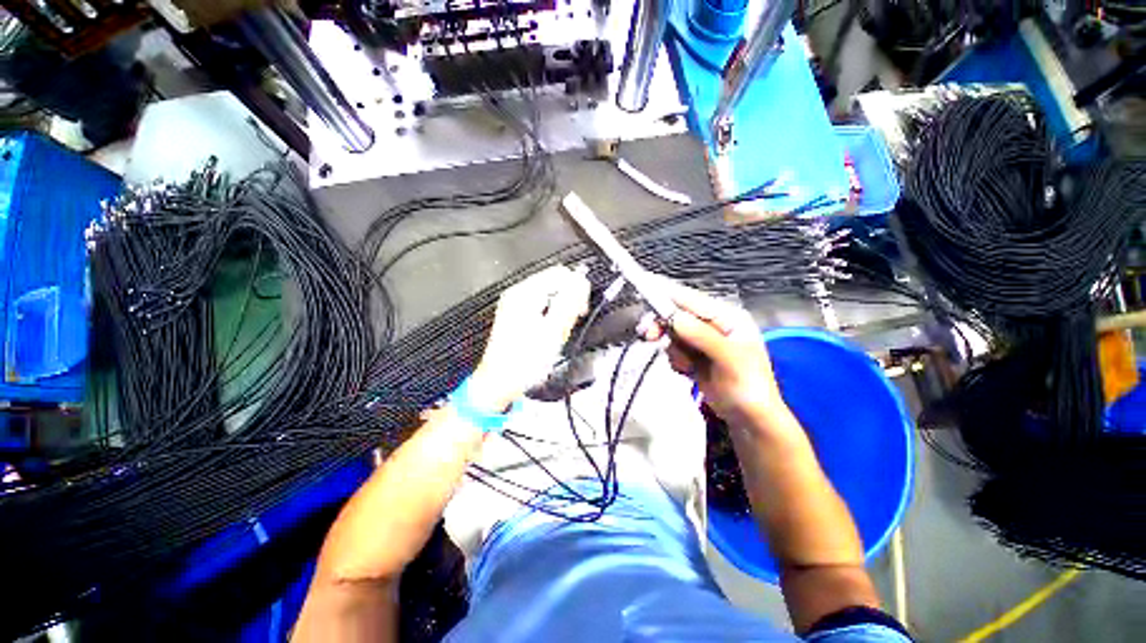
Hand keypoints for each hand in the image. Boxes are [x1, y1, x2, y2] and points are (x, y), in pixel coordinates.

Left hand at [469, 265, 589, 411]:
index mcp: (525, 293)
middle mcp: (518, 293)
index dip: (577, 289)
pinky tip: (550, 331)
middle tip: (571, 322)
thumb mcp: (554, 331)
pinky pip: (542, 305)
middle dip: (569, 299)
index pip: (560, 273)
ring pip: (550, 294)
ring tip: (559, 331)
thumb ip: (569, 302)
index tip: (581, 310)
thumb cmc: (524, 362)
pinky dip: (552, 314)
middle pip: (555, 282)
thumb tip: (581, 280)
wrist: (500, 382)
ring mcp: (515, 303)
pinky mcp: (517, 314)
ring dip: (562, 309)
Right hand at [642, 281, 786, 431]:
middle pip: (678, 315)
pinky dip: (676, 360)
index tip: (644, 293)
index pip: (692, 300)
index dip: (668, 296)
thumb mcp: (730, 360)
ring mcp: (703, 340)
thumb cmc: (748, 387)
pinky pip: (674, 349)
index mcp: (727, 317)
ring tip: (685, 366)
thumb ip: (702, 336)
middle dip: (663, 326)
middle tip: (648, 335)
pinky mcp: (694, 355)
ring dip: (673, 349)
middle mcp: (713, 324)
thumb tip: (674, 317)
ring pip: (673, 333)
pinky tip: (688, 372)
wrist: (750, 419)